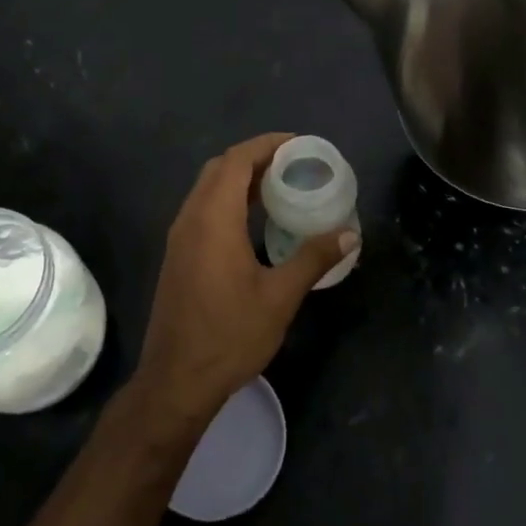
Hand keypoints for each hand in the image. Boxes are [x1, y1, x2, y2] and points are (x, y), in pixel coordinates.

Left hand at [131, 133, 356, 426]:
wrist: (176, 380)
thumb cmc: (229, 336)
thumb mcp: (279, 297)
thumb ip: (313, 259)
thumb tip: (349, 235)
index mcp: (213, 219)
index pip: (236, 160)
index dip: (266, 145)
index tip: (298, 145)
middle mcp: (190, 219)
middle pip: (220, 168)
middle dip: (255, 157)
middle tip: (293, 164)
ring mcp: (180, 237)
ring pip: (208, 188)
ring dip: (240, 178)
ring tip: (279, 186)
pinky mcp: (178, 255)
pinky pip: (203, 208)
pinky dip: (228, 199)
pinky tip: (254, 220)